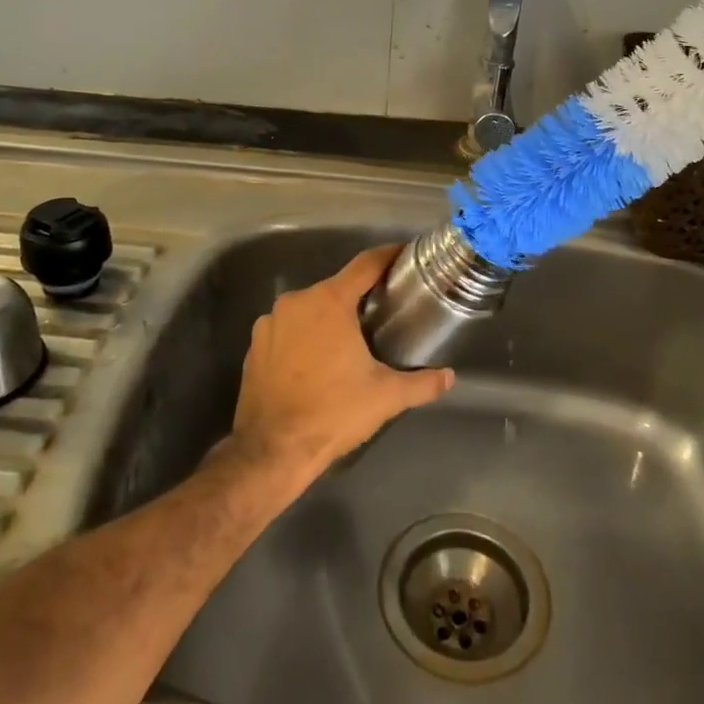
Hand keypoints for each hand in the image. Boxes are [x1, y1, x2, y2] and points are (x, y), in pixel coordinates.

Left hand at [229, 246, 454, 477]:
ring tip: (351, 341)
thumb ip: (421, 383)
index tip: (404, 254)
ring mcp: (270, 322)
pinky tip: (317, 362)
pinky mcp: (255, 345)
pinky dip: (305, 337)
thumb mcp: (385, 397)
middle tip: (383, 312)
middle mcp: (296, 301)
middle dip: (359, 297)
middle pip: (336, 288)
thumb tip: (449, 377)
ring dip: (329, 319)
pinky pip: (288, 330)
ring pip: (309, 309)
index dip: (387, 256)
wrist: (271, 450)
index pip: (365, 265)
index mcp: (329, 302)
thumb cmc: (333, 412)